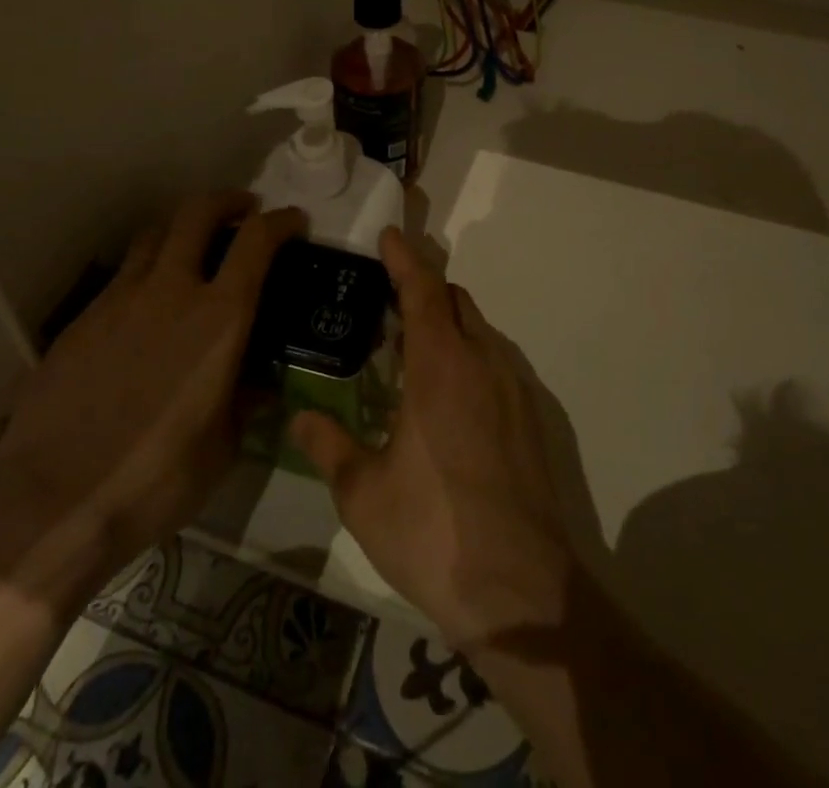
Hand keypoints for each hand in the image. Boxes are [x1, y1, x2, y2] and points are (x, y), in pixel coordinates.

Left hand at [0, 192, 303, 575]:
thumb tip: (258, 387)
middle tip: (243, 211)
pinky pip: (122, 274)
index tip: (293, 220)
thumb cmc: (153, 481)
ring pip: (155, 234)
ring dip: (183, 228)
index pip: (256, 242)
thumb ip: (243, 404)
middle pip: (198, 212)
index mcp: (218, 319)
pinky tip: (146, 304)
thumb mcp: (221, 450)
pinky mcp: (82, 319)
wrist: (49, 502)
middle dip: (228, 201)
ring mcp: (120, 299)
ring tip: (193, 247)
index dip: (280, 221)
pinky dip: (146, 269)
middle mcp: (171, 291)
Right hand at [290, 227, 575, 647]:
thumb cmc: (433, 532)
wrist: (522, 592)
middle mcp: (482, 363)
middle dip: (424, 288)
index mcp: (441, 366)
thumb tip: (298, 416)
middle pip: (455, 301)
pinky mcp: (529, 418)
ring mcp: (512, 389)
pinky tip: (447, 394)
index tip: (388, 235)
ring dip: (447, 322)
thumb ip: (328, 445)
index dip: (405, 258)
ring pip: (479, 330)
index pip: (423, 290)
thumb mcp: (363, 493)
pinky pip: (494, 361)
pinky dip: (468, 353)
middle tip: (389, 298)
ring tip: (412, 348)